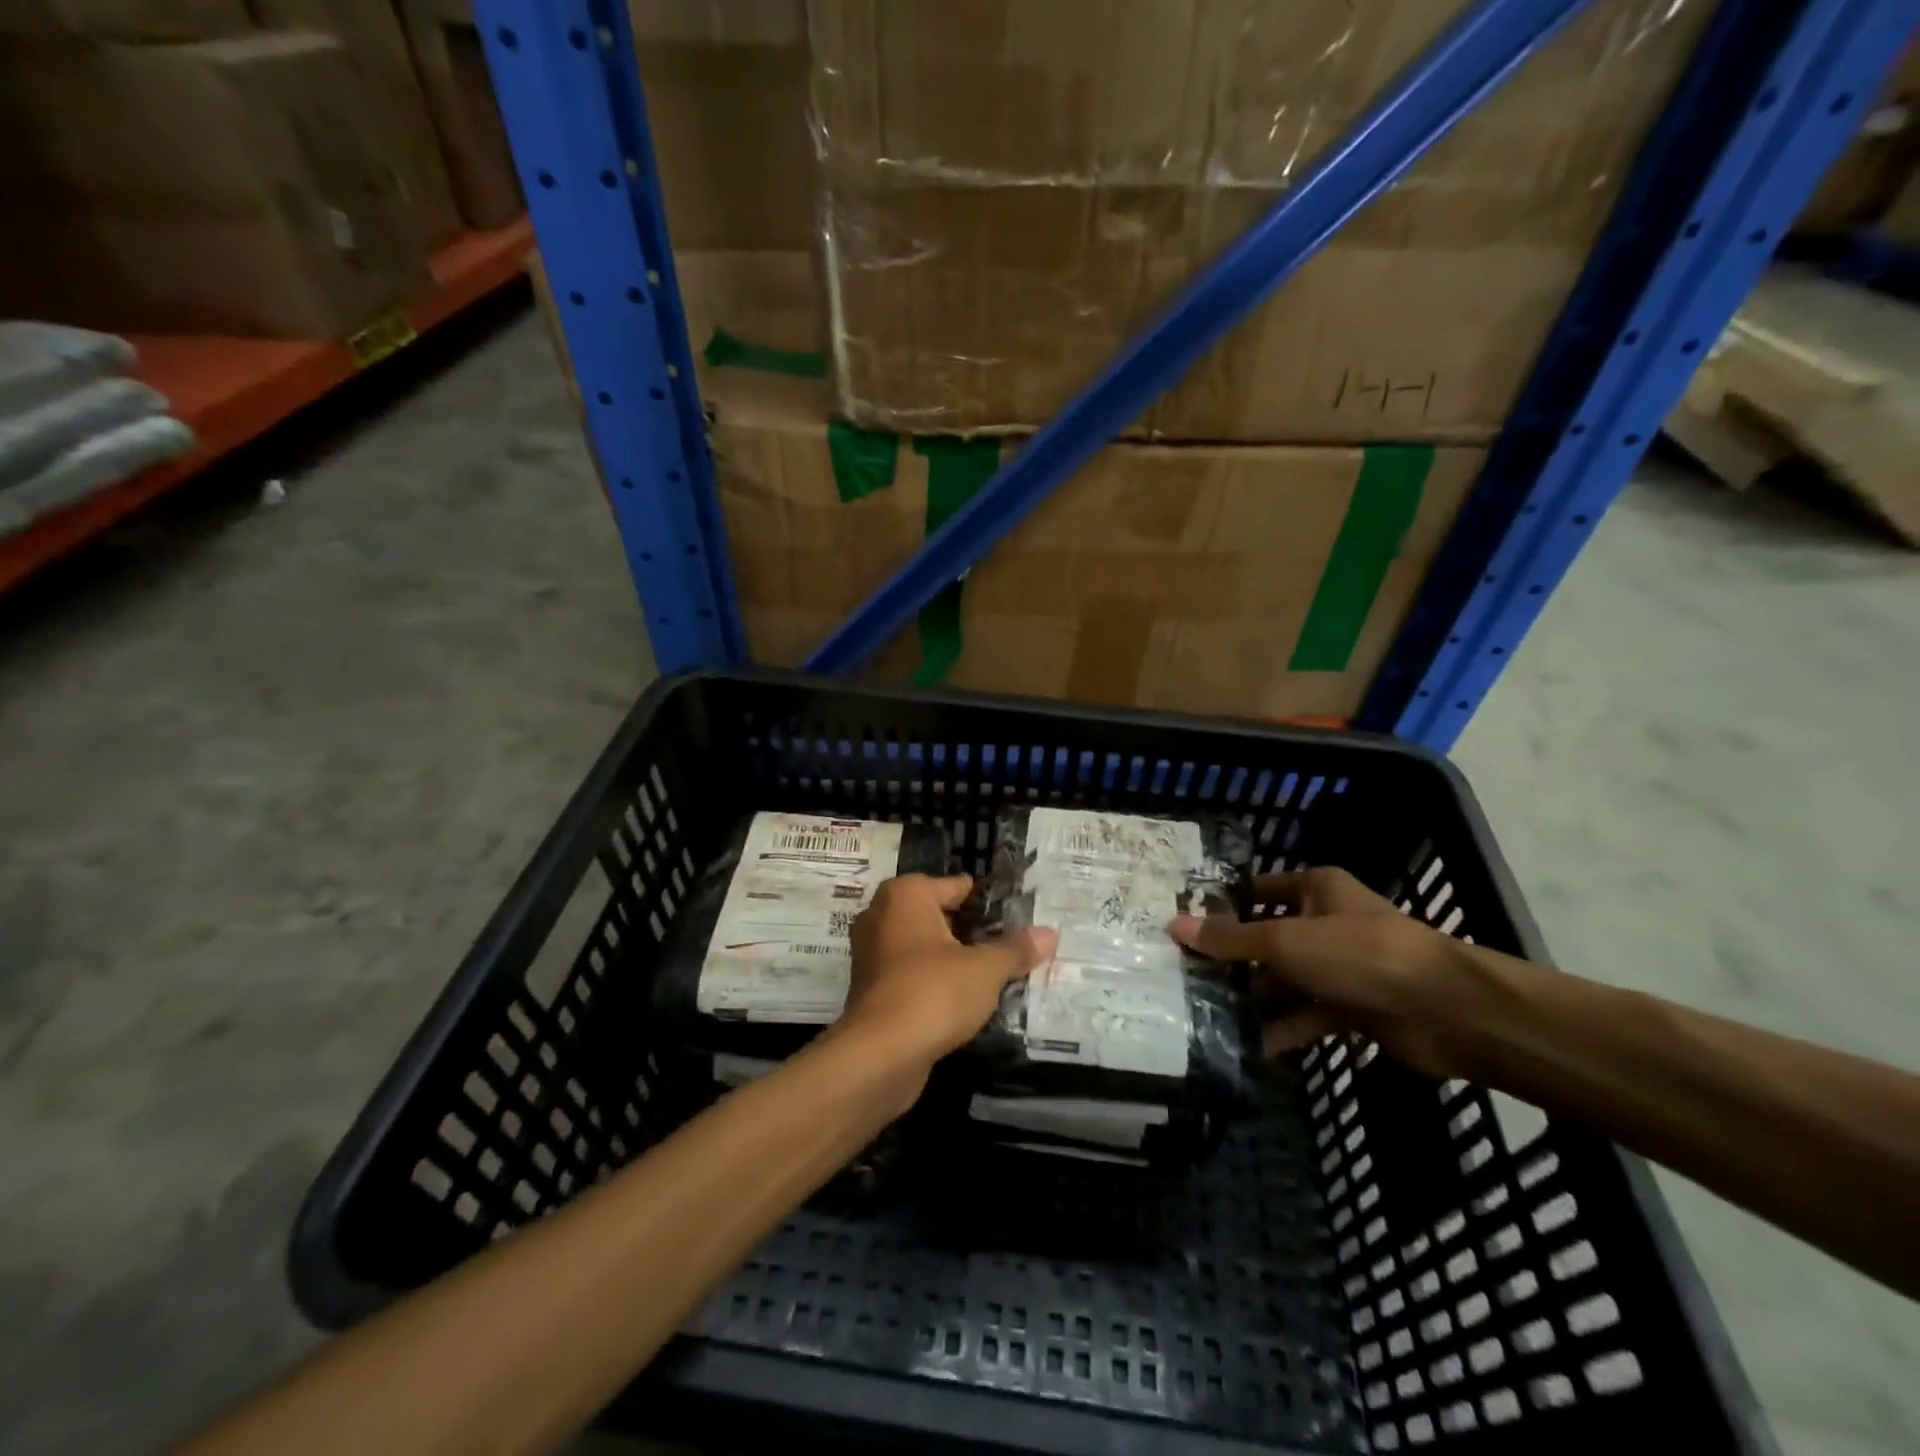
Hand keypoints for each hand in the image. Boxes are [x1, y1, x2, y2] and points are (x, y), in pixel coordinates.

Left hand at [841, 874, 1057, 1068]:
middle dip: (971, 932)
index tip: (1018, 918)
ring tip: (994, 975)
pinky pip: (912, 976)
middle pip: (939, 916)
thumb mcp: (985, 969)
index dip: (988, 903)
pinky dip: (934, 984)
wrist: (880, 1055)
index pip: (956, 886)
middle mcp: (881, 915)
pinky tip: (965, 1002)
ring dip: (953, 961)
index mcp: (905, 895)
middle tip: (1011, 947)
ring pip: (924, 949)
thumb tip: (1050, 934)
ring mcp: (872, 955)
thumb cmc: (934, 991)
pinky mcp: (871, 991)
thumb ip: (1015, 949)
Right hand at [1171, 867, 1467, 1077]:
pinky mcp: (1355, 1008)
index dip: (1226, 904)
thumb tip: (1173, 926)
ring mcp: (1343, 968)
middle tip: (1186, 974)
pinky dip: (1285, 1029)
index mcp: (1317, 890)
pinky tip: (1252, 1046)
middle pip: (1270, 937)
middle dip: (1234, 958)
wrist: (1445, 1010)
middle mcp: (1328, 923)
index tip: (1186, 923)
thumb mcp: (1285, 941)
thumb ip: (1230, 939)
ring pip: (1288, 979)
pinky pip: (1309, 1016)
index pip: (1261, 889)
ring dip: (1256, 997)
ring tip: (1207, 1012)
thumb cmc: (1359, 953)